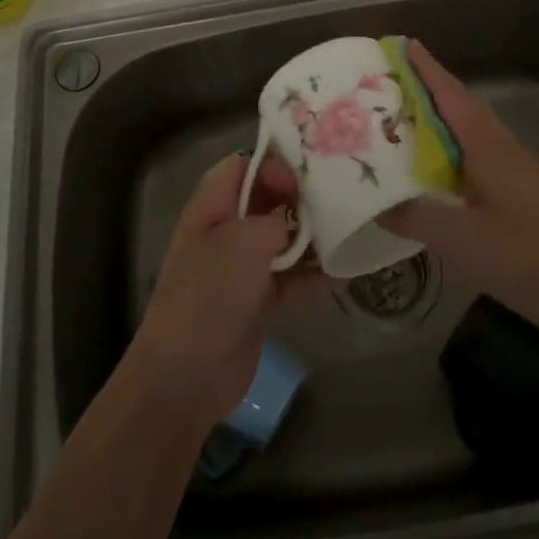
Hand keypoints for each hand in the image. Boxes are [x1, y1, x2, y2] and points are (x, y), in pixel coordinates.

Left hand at [127, 152, 318, 426]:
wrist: (188, 373)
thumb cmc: (212, 291)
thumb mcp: (245, 240)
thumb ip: (277, 219)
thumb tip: (297, 222)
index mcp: (211, 206)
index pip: (242, 167)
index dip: (273, 165)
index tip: (305, 179)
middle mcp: (225, 231)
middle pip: (266, 201)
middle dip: (300, 199)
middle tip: (338, 199)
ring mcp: (241, 268)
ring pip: (282, 240)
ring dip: (312, 238)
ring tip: (350, 230)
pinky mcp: (257, 301)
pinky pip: (290, 279)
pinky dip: (313, 275)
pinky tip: (345, 271)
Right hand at [384, 40, 538, 333]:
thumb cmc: (530, 250)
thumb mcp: (462, 237)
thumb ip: (416, 217)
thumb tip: (374, 203)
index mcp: (485, 143)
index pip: (449, 93)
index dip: (425, 68)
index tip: (403, 44)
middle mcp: (498, 147)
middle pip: (457, 108)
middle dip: (424, 93)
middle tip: (384, 87)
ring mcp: (511, 172)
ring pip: (464, 137)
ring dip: (434, 126)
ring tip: (398, 128)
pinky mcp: (518, 197)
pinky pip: (471, 164)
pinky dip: (446, 159)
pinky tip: (430, 179)